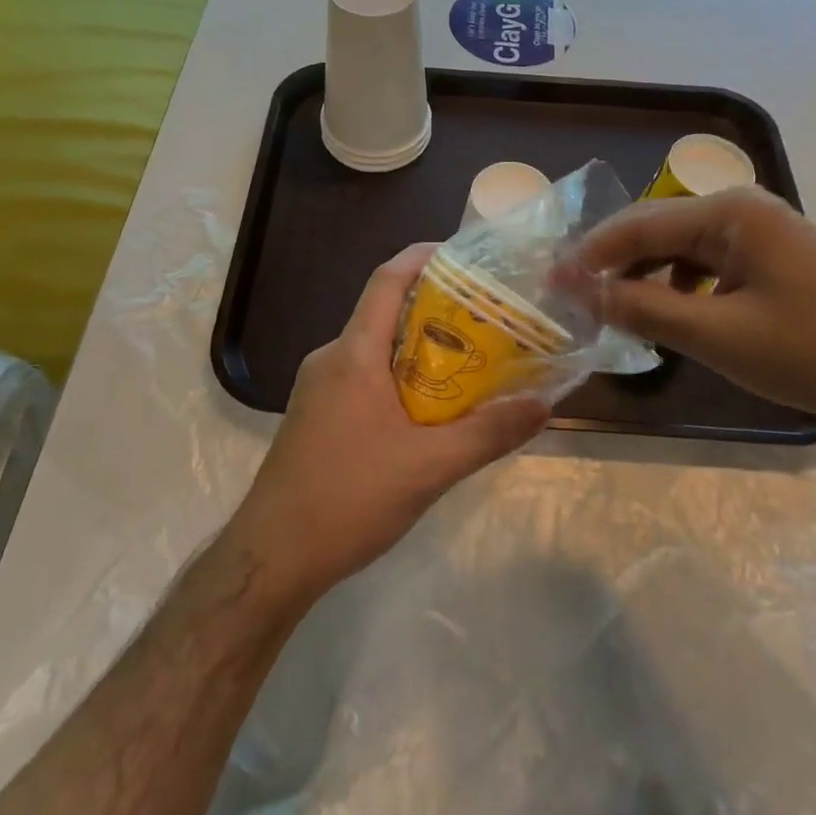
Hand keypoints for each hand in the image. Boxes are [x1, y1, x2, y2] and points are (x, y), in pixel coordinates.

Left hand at [227, 244, 550, 606]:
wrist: (272, 558)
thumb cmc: (347, 499)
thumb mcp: (429, 468)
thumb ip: (488, 433)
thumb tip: (543, 403)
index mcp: (353, 353)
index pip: (388, 279)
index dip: (424, 256)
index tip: (467, 255)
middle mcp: (332, 358)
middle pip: (387, 312)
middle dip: (438, 309)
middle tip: (489, 318)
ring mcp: (320, 387)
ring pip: (378, 349)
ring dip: (422, 349)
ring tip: (472, 362)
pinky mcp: (318, 415)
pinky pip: (366, 377)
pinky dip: (402, 378)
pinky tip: (431, 411)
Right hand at [576, 188, 815, 437]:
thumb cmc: (815, 351)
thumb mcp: (719, 336)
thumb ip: (645, 309)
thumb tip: (583, 292)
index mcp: (731, 213)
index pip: (639, 225)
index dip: (589, 255)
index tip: (549, 283)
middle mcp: (744, 210)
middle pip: (659, 230)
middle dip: (614, 263)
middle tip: (573, 297)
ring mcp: (764, 233)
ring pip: (683, 248)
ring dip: (646, 276)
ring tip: (615, 309)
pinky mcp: (776, 259)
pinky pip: (710, 265)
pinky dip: (680, 287)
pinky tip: (672, 314)